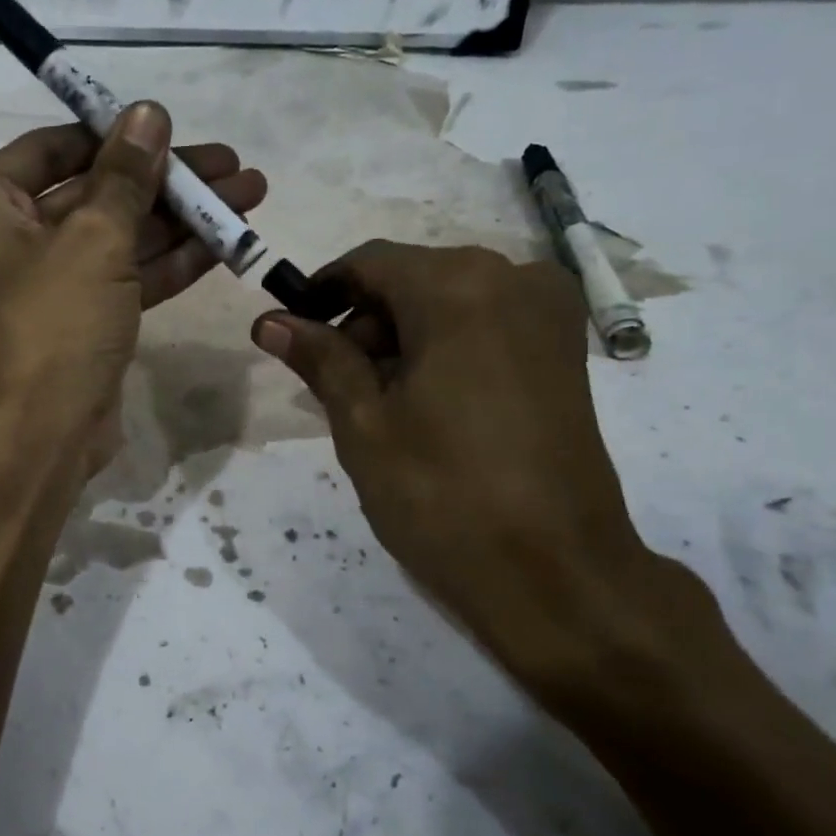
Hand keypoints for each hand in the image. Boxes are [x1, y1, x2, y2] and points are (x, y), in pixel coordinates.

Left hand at [0, 102, 265, 474]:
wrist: (33, 444)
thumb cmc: (48, 327)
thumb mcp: (93, 241)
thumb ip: (125, 176)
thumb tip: (148, 113)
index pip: (55, 148)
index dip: (118, 136)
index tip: (175, 128)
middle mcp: (4, 238)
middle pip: (95, 193)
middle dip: (166, 182)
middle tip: (233, 166)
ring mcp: (43, 284)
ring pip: (117, 238)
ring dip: (180, 220)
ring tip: (249, 195)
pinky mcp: (76, 322)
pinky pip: (123, 278)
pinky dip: (169, 262)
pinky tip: (225, 242)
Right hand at [250, 241, 737, 715]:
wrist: (558, 573)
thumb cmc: (443, 493)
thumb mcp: (364, 423)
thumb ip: (319, 358)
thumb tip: (270, 321)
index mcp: (459, 287)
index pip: (369, 263)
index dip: (321, 292)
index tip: (290, 333)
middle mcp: (513, 278)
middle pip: (411, 279)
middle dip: (364, 323)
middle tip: (332, 386)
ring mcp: (548, 313)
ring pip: (448, 302)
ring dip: (402, 339)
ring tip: (377, 406)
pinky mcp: (565, 350)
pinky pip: (485, 324)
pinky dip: (443, 348)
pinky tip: (425, 405)